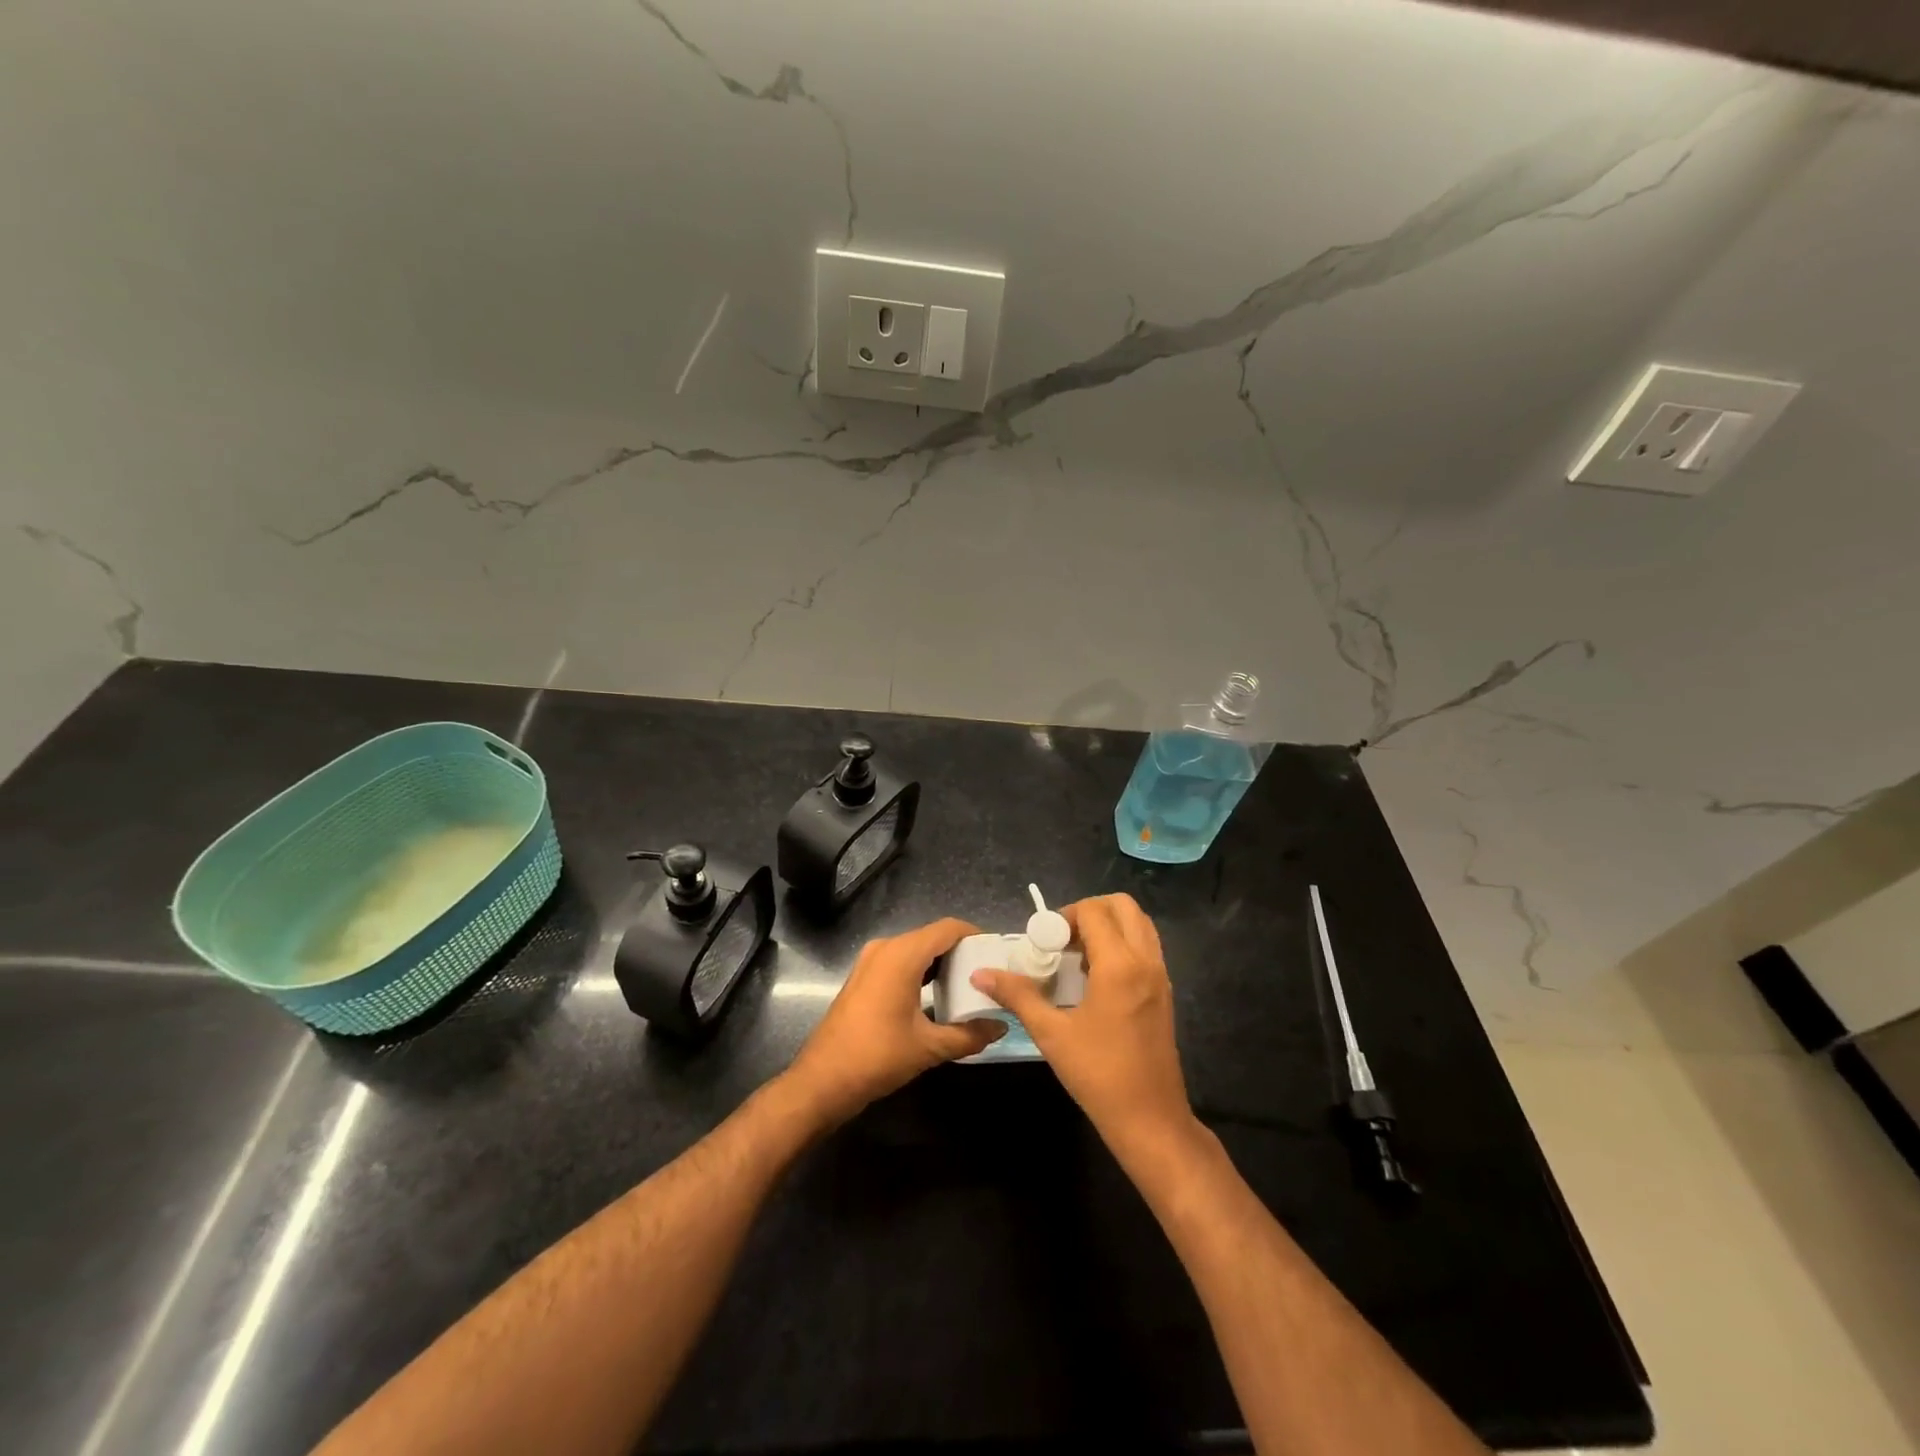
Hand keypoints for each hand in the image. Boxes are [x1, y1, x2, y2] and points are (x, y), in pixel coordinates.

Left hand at [785, 918, 1003, 1127]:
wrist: (823, 1080)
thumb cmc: (878, 1057)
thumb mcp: (929, 1047)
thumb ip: (969, 1034)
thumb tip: (1001, 1026)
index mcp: (902, 955)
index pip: (948, 928)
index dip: (975, 935)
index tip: (996, 953)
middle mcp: (885, 948)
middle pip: (932, 936)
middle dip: (961, 951)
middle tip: (987, 972)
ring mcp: (870, 961)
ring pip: (915, 949)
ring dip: (941, 962)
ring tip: (968, 984)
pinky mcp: (863, 977)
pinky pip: (900, 961)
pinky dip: (922, 971)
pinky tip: (938, 995)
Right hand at [971, 894, 1198, 1160]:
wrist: (1150, 1120)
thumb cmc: (1098, 1075)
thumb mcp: (1051, 1034)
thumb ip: (1018, 995)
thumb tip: (980, 974)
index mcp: (1120, 965)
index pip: (1094, 911)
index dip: (1064, 916)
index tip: (1044, 942)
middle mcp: (1146, 961)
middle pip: (1123, 906)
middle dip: (1089, 912)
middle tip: (1062, 940)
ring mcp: (1160, 976)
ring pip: (1139, 924)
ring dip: (1109, 926)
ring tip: (1078, 957)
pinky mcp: (1165, 992)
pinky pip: (1146, 947)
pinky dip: (1123, 944)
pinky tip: (1096, 979)